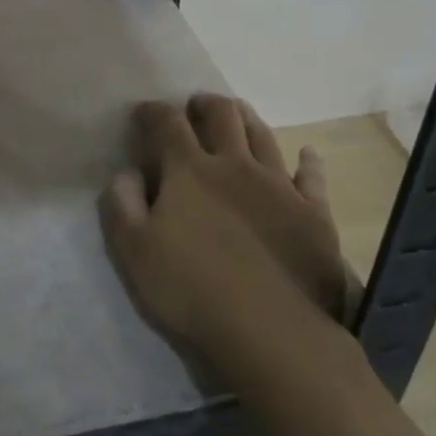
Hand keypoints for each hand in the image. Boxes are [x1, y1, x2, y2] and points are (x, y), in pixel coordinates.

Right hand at [99, 95, 357, 358]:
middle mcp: (236, 165)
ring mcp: (279, 186)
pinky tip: (307, 155)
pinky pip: (312, 177)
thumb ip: (122, 204)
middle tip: (195, 107)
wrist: (271, 330)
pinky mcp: (313, 213)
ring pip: (263, 135)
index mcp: (189, 170)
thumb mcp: (133, 250)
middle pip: (222, 116)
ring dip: (247, 119)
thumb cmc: (191, 289)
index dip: (152, 112)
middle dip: (204, 104)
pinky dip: (308, 162)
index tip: (143, 113)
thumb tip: (128, 173)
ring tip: (237, 115)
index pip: (167, 124)